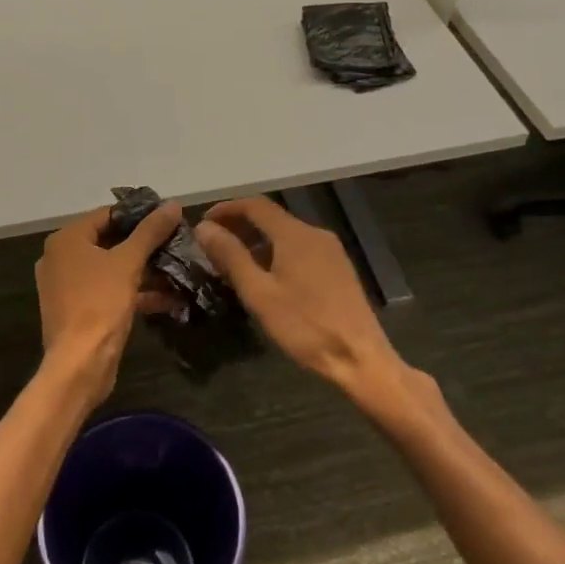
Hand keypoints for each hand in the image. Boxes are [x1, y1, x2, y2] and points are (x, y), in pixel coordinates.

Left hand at [35, 202, 182, 402]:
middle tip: (176, 241)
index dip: (139, 214)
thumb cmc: (100, 303)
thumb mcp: (129, 262)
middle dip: (145, 245)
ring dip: (145, 270)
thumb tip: (173, 204)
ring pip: (112, 268)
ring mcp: (69, 286)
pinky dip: (135, 291)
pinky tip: (169, 297)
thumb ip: (150, 231)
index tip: (168, 217)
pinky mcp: (80, 310)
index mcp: (66, 240)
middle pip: (110, 241)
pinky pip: (110, 291)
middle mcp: (62, 258)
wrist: (79, 365)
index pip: (107, 214)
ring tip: (178, 267)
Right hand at [195, 197, 403, 397]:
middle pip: (271, 218)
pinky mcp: (338, 268)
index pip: (255, 205)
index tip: (203, 223)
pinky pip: (300, 249)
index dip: (226, 209)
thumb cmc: (304, 326)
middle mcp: (314, 233)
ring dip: (257, 241)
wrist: (360, 358)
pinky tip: (265, 277)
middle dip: (240, 226)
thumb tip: (204, 227)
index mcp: (295, 234)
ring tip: (233, 263)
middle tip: (213, 246)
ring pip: (285, 234)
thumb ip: (231, 256)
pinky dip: (276, 253)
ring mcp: (330, 250)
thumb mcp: (259, 292)